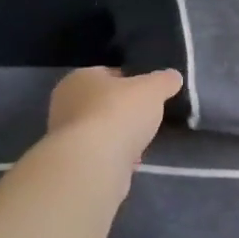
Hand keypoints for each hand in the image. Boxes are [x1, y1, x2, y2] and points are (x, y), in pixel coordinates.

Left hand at [46, 66, 181, 167]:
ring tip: (141, 144)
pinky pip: (99, 154)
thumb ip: (164, 81)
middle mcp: (65, 104)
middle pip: (103, 104)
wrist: (93, 163)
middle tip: (146, 119)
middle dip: (124, 112)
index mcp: (79, 78)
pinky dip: (114, 157)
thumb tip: (173, 77)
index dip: (131, 82)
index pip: (108, 74)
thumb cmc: (119, 113)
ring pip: (101, 131)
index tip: (149, 95)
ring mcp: (65, 136)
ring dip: (120, 137)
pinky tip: (130, 163)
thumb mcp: (153, 89)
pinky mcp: (71, 162)